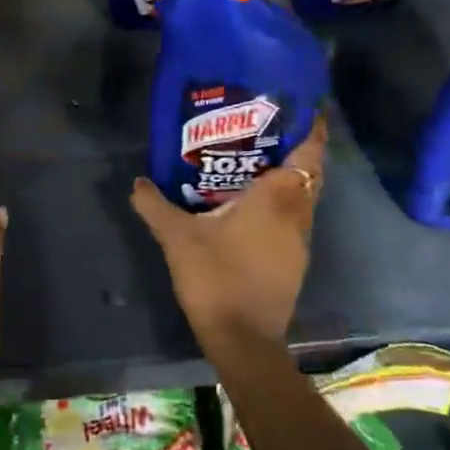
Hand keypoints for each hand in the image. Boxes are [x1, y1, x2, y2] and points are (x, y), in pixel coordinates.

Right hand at [129, 115, 326, 356]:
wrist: (242, 340)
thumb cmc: (215, 277)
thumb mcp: (177, 238)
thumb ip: (155, 205)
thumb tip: (137, 181)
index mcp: (276, 200)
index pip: (308, 155)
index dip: (312, 131)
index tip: (303, 109)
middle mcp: (295, 216)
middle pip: (309, 175)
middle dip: (296, 150)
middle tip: (266, 130)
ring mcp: (298, 243)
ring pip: (302, 200)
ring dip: (288, 180)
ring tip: (254, 163)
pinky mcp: (293, 264)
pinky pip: (293, 220)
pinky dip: (281, 206)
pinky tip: (250, 207)